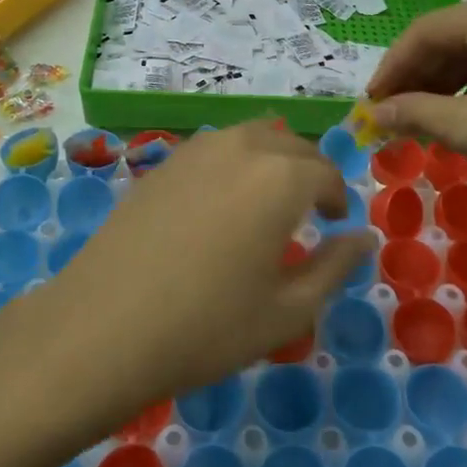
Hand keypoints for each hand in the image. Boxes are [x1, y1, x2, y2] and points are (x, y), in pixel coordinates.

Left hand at [0, 122, 375, 429]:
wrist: (102, 328)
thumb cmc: (207, 327)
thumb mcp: (287, 310)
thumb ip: (335, 267)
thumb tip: (364, 238)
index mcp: (280, 177)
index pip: (324, 172)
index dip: (337, 196)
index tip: (336, 222)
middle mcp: (240, 147)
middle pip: (289, 145)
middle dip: (308, 172)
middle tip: (309, 211)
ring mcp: (194, 150)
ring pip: (249, 138)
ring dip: (270, 160)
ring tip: (267, 202)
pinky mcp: (160, 164)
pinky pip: (213, 149)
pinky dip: (233, 163)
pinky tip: (220, 204)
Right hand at [367, 0, 466, 206]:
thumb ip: (416, 114)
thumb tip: (374, 113)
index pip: (426, 32)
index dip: (392, 68)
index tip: (371, 104)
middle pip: (452, 37)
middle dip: (418, 78)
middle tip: (393, 115)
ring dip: (445, 84)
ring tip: (423, 120)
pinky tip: (463, 115)